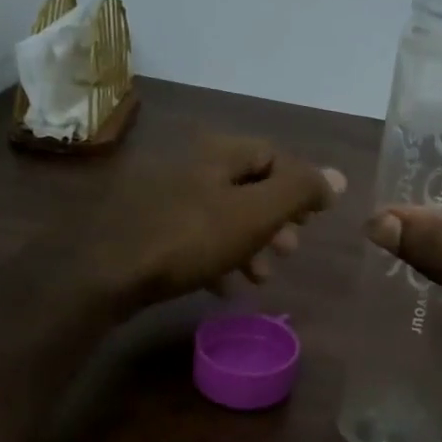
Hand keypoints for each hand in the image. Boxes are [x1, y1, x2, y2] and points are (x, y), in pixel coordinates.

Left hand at [89, 135, 345, 311]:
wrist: (105, 272)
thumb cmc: (190, 239)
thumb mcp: (254, 214)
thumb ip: (298, 192)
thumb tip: (337, 176)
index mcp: (217, 154)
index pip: (273, 156)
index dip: (300, 185)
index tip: (314, 221)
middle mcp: (190, 166)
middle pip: (248, 187)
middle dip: (275, 221)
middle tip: (290, 251)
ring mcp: (163, 197)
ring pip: (222, 215)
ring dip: (249, 244)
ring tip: (261, 277)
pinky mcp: (145, 228)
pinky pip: (194, 237)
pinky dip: (216, 258)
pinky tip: (223, 288)